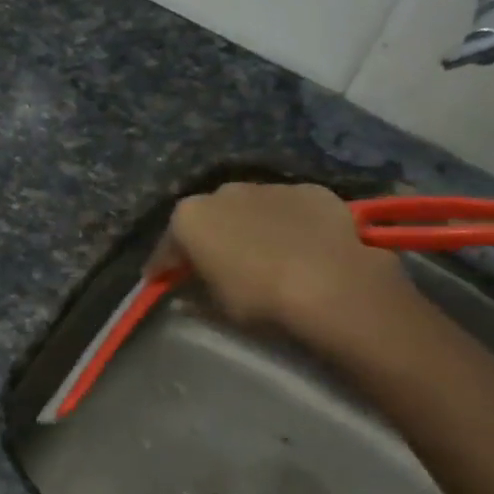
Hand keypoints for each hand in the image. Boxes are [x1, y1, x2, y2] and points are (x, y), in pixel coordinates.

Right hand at [150, 182, 415, 347]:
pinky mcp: (311, 191)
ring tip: (264, 256)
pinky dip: (288, 224)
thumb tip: (186, 297)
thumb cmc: (258, 298)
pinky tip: (301, 247)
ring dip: (250, 227)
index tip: (162, 281)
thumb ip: (196, 295)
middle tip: (216, 266)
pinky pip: (289, 209)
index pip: (167, 246)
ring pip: (250, 208)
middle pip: (209, 218)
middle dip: (209, 238)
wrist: (331, 284)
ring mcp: (270, 187)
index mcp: (189, 217)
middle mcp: (223, 192)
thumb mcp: (216, 307)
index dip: (164, 267)